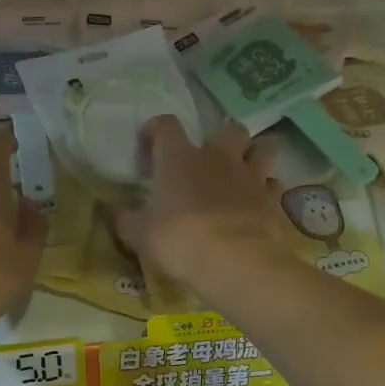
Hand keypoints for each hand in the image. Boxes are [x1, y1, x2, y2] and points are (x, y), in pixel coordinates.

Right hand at [116, 116, 290, 294]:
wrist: (233, 261)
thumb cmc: (178, 240)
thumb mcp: (138, 234)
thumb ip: (123, 217)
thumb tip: (110, 207)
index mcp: (179, 158)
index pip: (166, 124)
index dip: (155, 130)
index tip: (149, 148)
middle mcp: (217, 157)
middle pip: (229, 128)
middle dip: (222, 138)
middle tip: (210, 160)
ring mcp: (250, 176)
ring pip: (264, 147)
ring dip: (255, 154)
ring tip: (244, 171)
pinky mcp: (272, 199)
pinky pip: (274, 184)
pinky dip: (267, 191)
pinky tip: (258, 203)